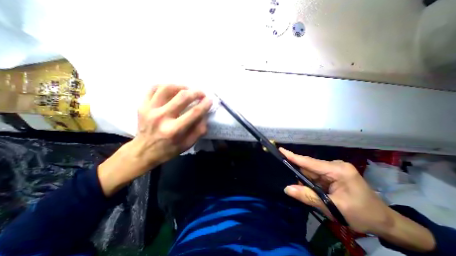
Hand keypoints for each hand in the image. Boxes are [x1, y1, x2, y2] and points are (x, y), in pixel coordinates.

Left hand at [131, 84, 210, 163]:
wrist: (144, 151)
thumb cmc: (169, 149)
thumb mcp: (188, 144)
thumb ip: (199, 130)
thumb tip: (204, 115)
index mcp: (174, 130)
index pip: (194, 112)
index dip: (205, 104)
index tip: (210, 100)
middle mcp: (161, 117)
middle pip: (182, 97)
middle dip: (196, 92)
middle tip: (201, 93)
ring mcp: (149, 109)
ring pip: (167, 88)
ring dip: (181, 86)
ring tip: (187, 90)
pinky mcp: (142, 105)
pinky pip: (153, 88)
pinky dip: (165, 86)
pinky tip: (173, 90)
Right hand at [280, 147, 393, 234]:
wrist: (383, 222)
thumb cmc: (362, 214)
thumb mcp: (334, 208)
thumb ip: (309, 197)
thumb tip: (287, 188)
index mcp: (338, 170)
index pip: (310, 162)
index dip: (293, 156)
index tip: (280, 150)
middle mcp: (334, 165)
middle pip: (309, 167)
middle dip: (299, 174)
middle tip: (291, 183)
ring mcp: (333, 169)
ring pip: (311, 172)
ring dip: (305, 180)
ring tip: (304, 190)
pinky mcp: (332, 174)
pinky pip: (315, 176)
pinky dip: (310, 182)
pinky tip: (310, 189)